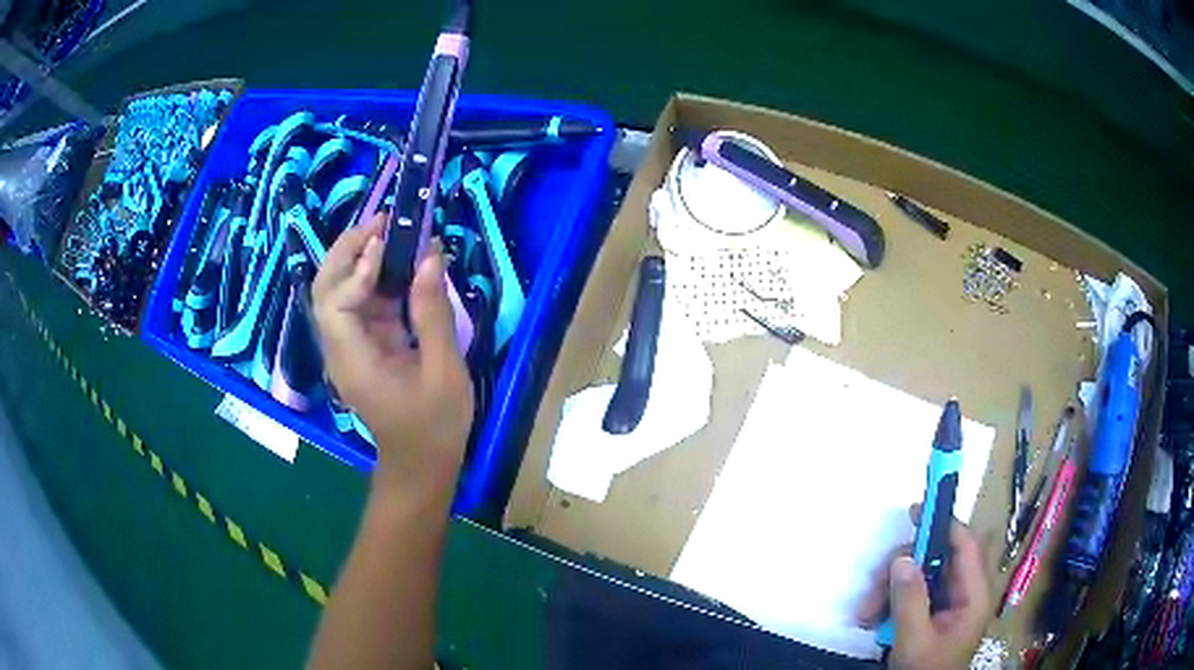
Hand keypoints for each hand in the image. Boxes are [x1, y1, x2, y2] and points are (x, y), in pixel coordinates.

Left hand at [312, 214, 474, 498]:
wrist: (421, 466)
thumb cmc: (435, 427)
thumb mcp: (443, 371)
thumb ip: (433, 312)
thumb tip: (430, 257)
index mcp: (354, 361)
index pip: (334, 304)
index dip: (356, 269)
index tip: (387, 243)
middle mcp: (341, 350)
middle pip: (324, 290)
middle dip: (347, 251)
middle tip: (382, 222)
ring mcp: (350, 349)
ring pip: (339, 293)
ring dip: (360, 259)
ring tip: (391, 231)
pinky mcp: (364, 348)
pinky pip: (361, 305)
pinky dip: (377, 279)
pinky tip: (400, 264)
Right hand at [856, 507, 991, 669]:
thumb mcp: (914, 640)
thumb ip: (910, 600)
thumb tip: (902, 558)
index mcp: (974, 595)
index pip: (965, 546)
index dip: (943, 523)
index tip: (915, 510)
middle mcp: (965, 592)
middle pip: (936, 560)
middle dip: (902, 569)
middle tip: (873, 588)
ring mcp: (950, 602)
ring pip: (920, 576)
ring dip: (889, 589)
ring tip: (865, 614)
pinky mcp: (935, 612)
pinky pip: (913, 593)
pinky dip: (891, 601)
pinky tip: (872, 619)